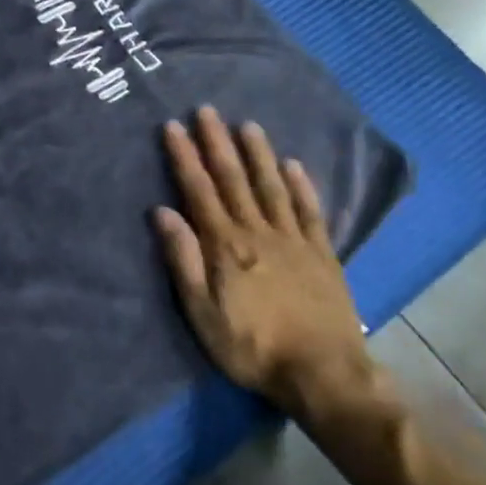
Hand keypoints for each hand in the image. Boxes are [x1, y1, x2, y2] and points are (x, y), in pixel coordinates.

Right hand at [154, 108, 374, 421]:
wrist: (324, 374)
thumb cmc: (251, 346)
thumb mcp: (201, 311)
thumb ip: (183, 259)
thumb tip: (162, 212)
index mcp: (225, 245)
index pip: (199, 190)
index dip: (185, 157)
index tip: (174, 126)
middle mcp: (258, 232)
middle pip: (234, 179)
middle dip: (217, 143)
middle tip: (207, 110)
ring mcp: (294, 240)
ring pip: (272, 187)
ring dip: (258, 154)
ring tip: (248, 125)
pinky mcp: (322, 254)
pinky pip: (310, 212)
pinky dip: (302, 186)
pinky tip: (294, 165)